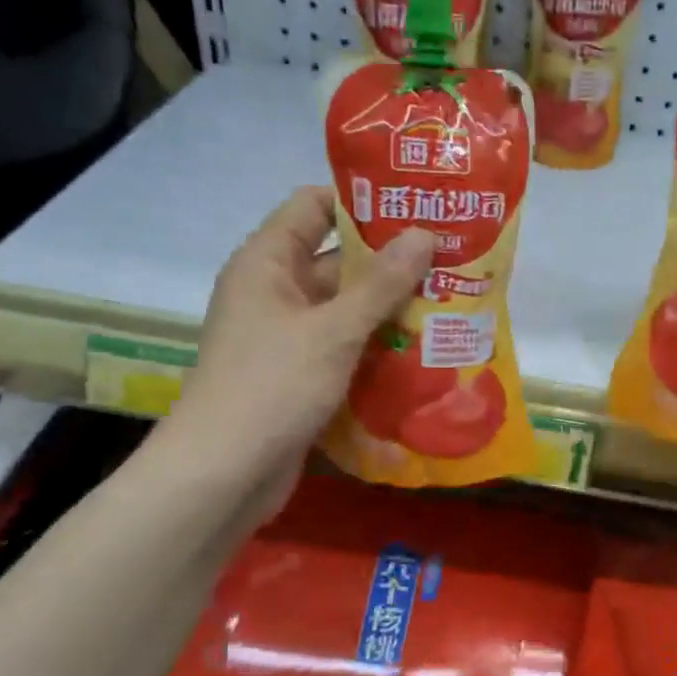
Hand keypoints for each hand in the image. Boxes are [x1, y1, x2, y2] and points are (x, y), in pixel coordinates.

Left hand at [154, 186, 431, 514]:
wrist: (224, 474)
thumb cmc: (273, 386)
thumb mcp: (333, 330)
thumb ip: (382, 283)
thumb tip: (424, 233)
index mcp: (267, 263)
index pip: (314, 206)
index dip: (362, 202)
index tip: (417, 207)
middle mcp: (275, 292)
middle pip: (338, 261)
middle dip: (392, 262)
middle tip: (452, 260)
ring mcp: (287, 337)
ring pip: (346, 309)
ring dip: (391, 309)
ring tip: (451, 303)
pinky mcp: (300, 375)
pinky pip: (345, 348)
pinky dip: (377, 348)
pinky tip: (424, 351)